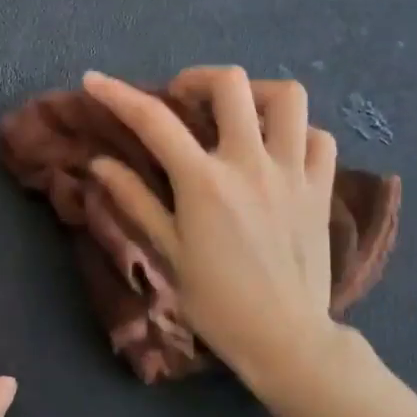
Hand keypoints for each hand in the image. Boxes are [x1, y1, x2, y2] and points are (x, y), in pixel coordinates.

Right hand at [83, 66, 341, 396]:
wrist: (284, 338)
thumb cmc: (217, 301)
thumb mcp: (168, 251)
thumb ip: (135, 200)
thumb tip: (99, 163)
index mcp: (204, 182)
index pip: (153, 121)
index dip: (118, 94)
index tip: (94, 80)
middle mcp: (251, 163)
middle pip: (231, 84)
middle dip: (197, 79)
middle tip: (182, 100)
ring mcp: (293, 171)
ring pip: (287, 97)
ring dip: (255, 94)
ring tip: (237, 115)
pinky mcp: (321, 188)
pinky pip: (318, 137)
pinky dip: (296, 133)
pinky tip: (278, 150)